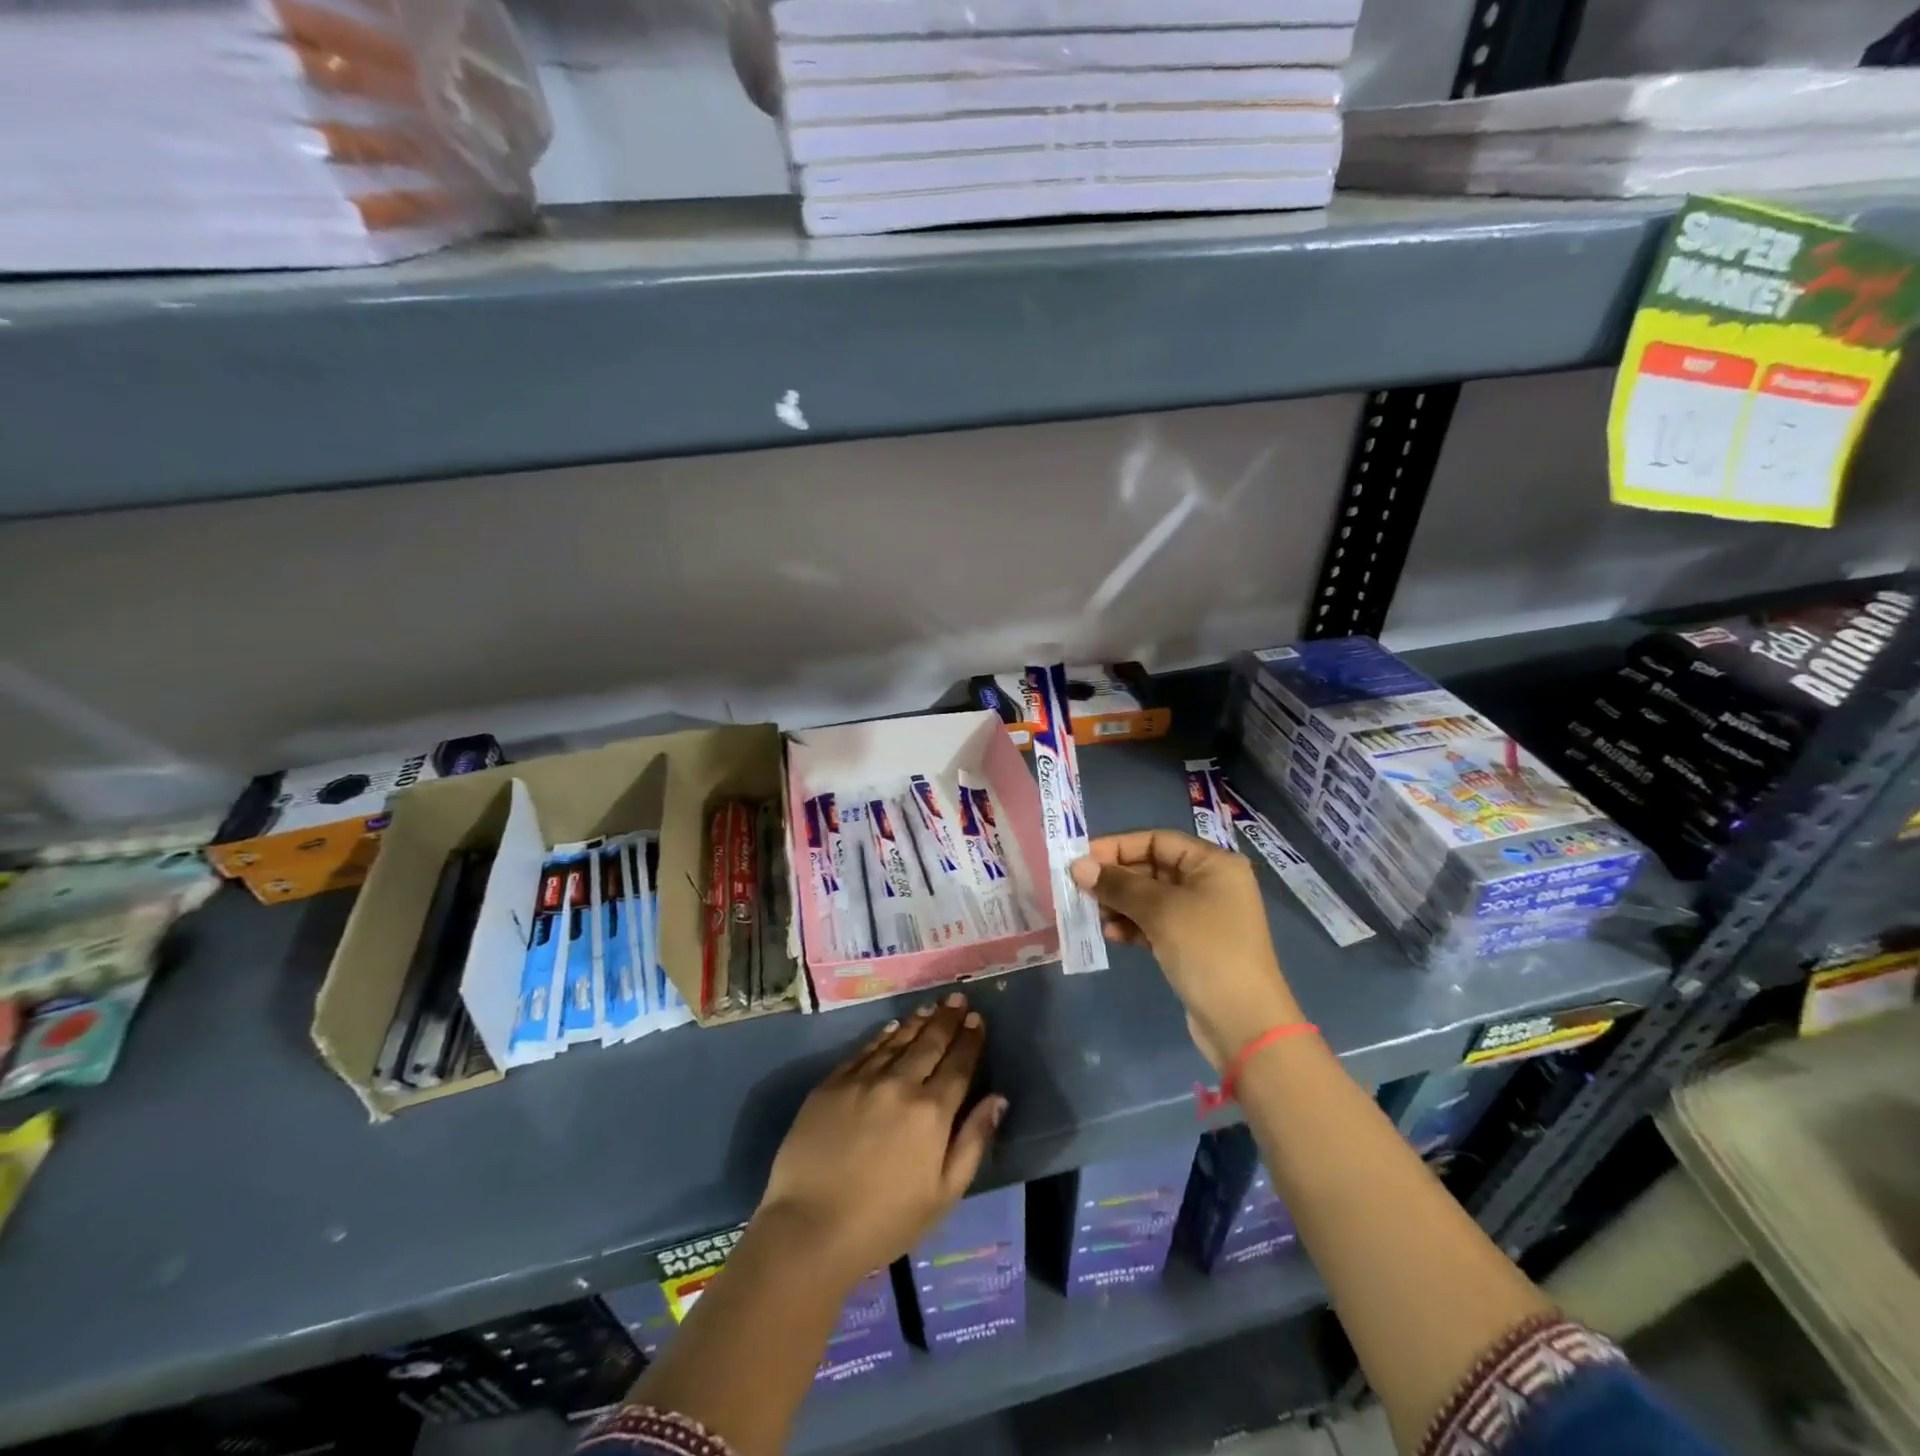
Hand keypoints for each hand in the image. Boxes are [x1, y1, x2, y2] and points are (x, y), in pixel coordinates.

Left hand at [757, 993, 1005, 1288]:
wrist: (810, 1228)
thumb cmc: (885, 1222)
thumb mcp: (943, 1193)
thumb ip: (973, 1141)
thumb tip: (998, 1099)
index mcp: (932, 1112)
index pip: (958, 1065)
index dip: (970, 1040)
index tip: (976, 1019)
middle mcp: (900, 1084)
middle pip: (930, 1044)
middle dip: (947, 1019)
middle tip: (957, 998)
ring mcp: (863, 1080)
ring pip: (897, 1040)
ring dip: (918, 1022)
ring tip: (931, 1007)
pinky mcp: (832, 1084)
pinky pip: (864, 1050)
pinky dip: (883, 1035)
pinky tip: (892, 1027)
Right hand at [1071, 831, 1301, 1067]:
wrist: (1244, 1023)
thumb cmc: (1207, 950)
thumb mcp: (1161, 910)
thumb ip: (1118, 885)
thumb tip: (1078, 866)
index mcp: (1213, 864)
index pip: (1157, 840)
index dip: (1118, 847)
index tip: (1082, 860)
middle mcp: (1209, 884)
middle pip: (1152, 868)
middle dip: (1115, 879)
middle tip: (1079, 889)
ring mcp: (1200, 916)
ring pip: (1149, 898)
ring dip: (1119, 904)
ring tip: (1092, 915)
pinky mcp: (1191, 945)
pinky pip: (1154, 924)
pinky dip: (1132, 926)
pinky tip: (1111, 936)